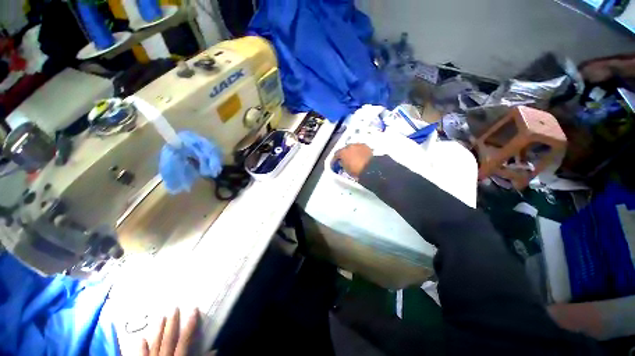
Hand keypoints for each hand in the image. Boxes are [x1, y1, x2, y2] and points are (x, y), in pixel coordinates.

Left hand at [141, 308, 202, 355]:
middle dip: (172, 323)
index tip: (194, 309)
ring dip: (159, 330)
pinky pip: (143, 355)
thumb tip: (214, 349)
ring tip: (161, 317)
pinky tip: (142, 339)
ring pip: (156, 344)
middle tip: (175, 308)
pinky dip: (142, 347)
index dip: (190, 324)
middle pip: (169, 338)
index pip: (185, 339)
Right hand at [334, 143, 372, 177]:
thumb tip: (342, 162)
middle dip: (344, 154)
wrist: (370, 168)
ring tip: (353, 158)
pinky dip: (359, 151)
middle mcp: (349, 146)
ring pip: (352, 147)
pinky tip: (360, 156)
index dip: (335, 159)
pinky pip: (360, 148)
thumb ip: (342, 163)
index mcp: (342, 152)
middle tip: (345, 160)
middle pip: (344, 149)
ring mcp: (357, 145)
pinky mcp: (365, 146)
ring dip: (352, 152)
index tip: (336, 162)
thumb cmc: (356, 170)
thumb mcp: (346, 169)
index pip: (336, 154)